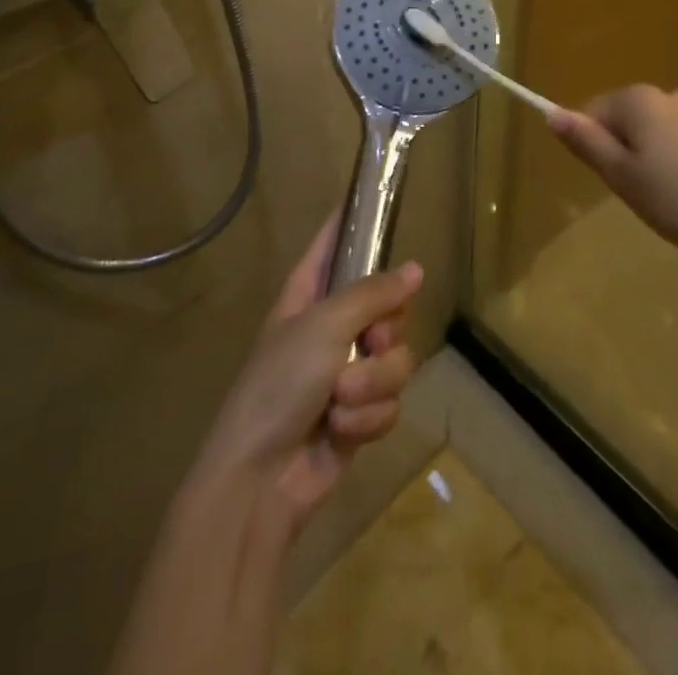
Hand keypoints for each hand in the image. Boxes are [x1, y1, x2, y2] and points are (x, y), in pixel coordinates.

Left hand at [193, 217, 422, 533]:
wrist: (260, 478)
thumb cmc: (280, 383)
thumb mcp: (325, 326)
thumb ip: (374, 294)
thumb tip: (416, 269)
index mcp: (311, 291)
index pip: (336, 241)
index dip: (356, 220)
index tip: (383, 199)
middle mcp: (333, 324)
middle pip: (389, 304)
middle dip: (385, 332)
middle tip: (370, 343)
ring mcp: (348, 369)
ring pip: (397, 357)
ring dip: (373, 384)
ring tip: (340, 400)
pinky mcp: (361, 413)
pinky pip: (391, 400)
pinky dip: (368, 418)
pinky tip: (341, 430)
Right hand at [549, 85, 677, 269]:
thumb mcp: (623, 177)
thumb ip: (586, 143)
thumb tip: (552, 113)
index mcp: (638, 100)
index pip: (591, 112)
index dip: (593, 148)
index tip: (614, 181)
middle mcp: (668, 95)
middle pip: (623, 121)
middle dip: (623, 155)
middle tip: (640, 195)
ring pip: (652, 135)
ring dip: (650, 163)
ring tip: (670, 202)